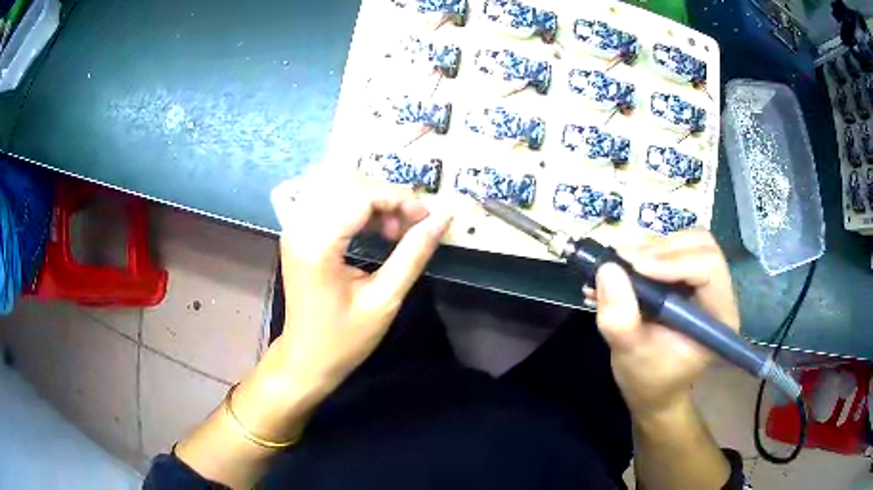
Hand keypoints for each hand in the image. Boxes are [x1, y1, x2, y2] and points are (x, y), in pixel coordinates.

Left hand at [230, 175, 450, 439]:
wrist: (305, 357)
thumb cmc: (344, 338)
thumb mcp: (385, 300)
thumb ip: (413, 254)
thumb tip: (443, 219)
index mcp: (317, 245)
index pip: (361, 194)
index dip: (399, 199)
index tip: (426, 220)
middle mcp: (300, 226)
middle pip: (348, 181)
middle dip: (386, 196)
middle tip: (408, 228)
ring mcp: (294, 225)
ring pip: (338, 183)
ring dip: (372, 197)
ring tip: (391, 230)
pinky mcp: (296, 229)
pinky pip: (329, 196)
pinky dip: (356, 203)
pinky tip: (372, 226)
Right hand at [591, 231, 738, 418]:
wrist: (653, 388)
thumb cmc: (648, 379)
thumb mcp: (630, 355)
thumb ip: (620, 319)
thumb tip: (607, 269)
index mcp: (719, 317)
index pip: (708, 268)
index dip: (673, 261)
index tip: (633, 266)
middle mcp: (719, 293)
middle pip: (701, 246)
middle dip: (662, 248)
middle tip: (625, 259)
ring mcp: (706, 283)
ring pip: (688, 241)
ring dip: (653, 246)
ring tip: (621, 262)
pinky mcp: (690, 278)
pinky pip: (675, 248)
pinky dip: (648, 250)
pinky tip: (625, 266)